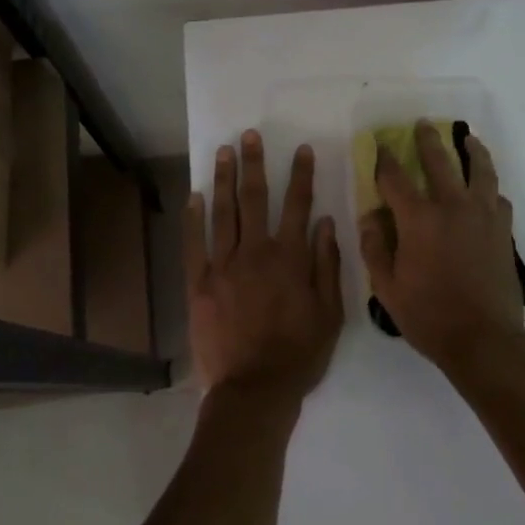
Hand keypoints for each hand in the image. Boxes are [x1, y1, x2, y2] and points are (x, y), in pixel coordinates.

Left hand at [185, 130, 344, 401]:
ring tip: (224, 151)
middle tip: (250, 135)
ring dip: (224, 179)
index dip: (301, 175)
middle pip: (254, 198)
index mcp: (290, 258)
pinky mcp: (199, 283)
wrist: (254, 390)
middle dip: (254, 164)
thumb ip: (327, 264)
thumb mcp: (330, 313)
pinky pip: (194, 243)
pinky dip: (194, 217)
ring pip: (223, 212)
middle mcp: (255, 252)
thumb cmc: (299, 353)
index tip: (302, 150)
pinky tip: (195, 195)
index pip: (297, 205)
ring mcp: (223, 266)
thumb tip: (325, 222)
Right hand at [358, 119, 524, 372]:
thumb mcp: (387, 287)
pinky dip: (489, 188)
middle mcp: (452, 207)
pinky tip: (486, 189)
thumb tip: (369, 216)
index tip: (379, 145)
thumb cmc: (429, 316)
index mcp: (419, 219)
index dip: (384, 159)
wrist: (485, 340)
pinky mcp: (502, 231)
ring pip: (480, 171)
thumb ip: (374, 247)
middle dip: (427, 140)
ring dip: (471, 150)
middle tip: (423, 124)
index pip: (396, 178)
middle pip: (439, 161)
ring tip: (467, 138)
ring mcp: (483, 216)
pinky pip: (498, 198)